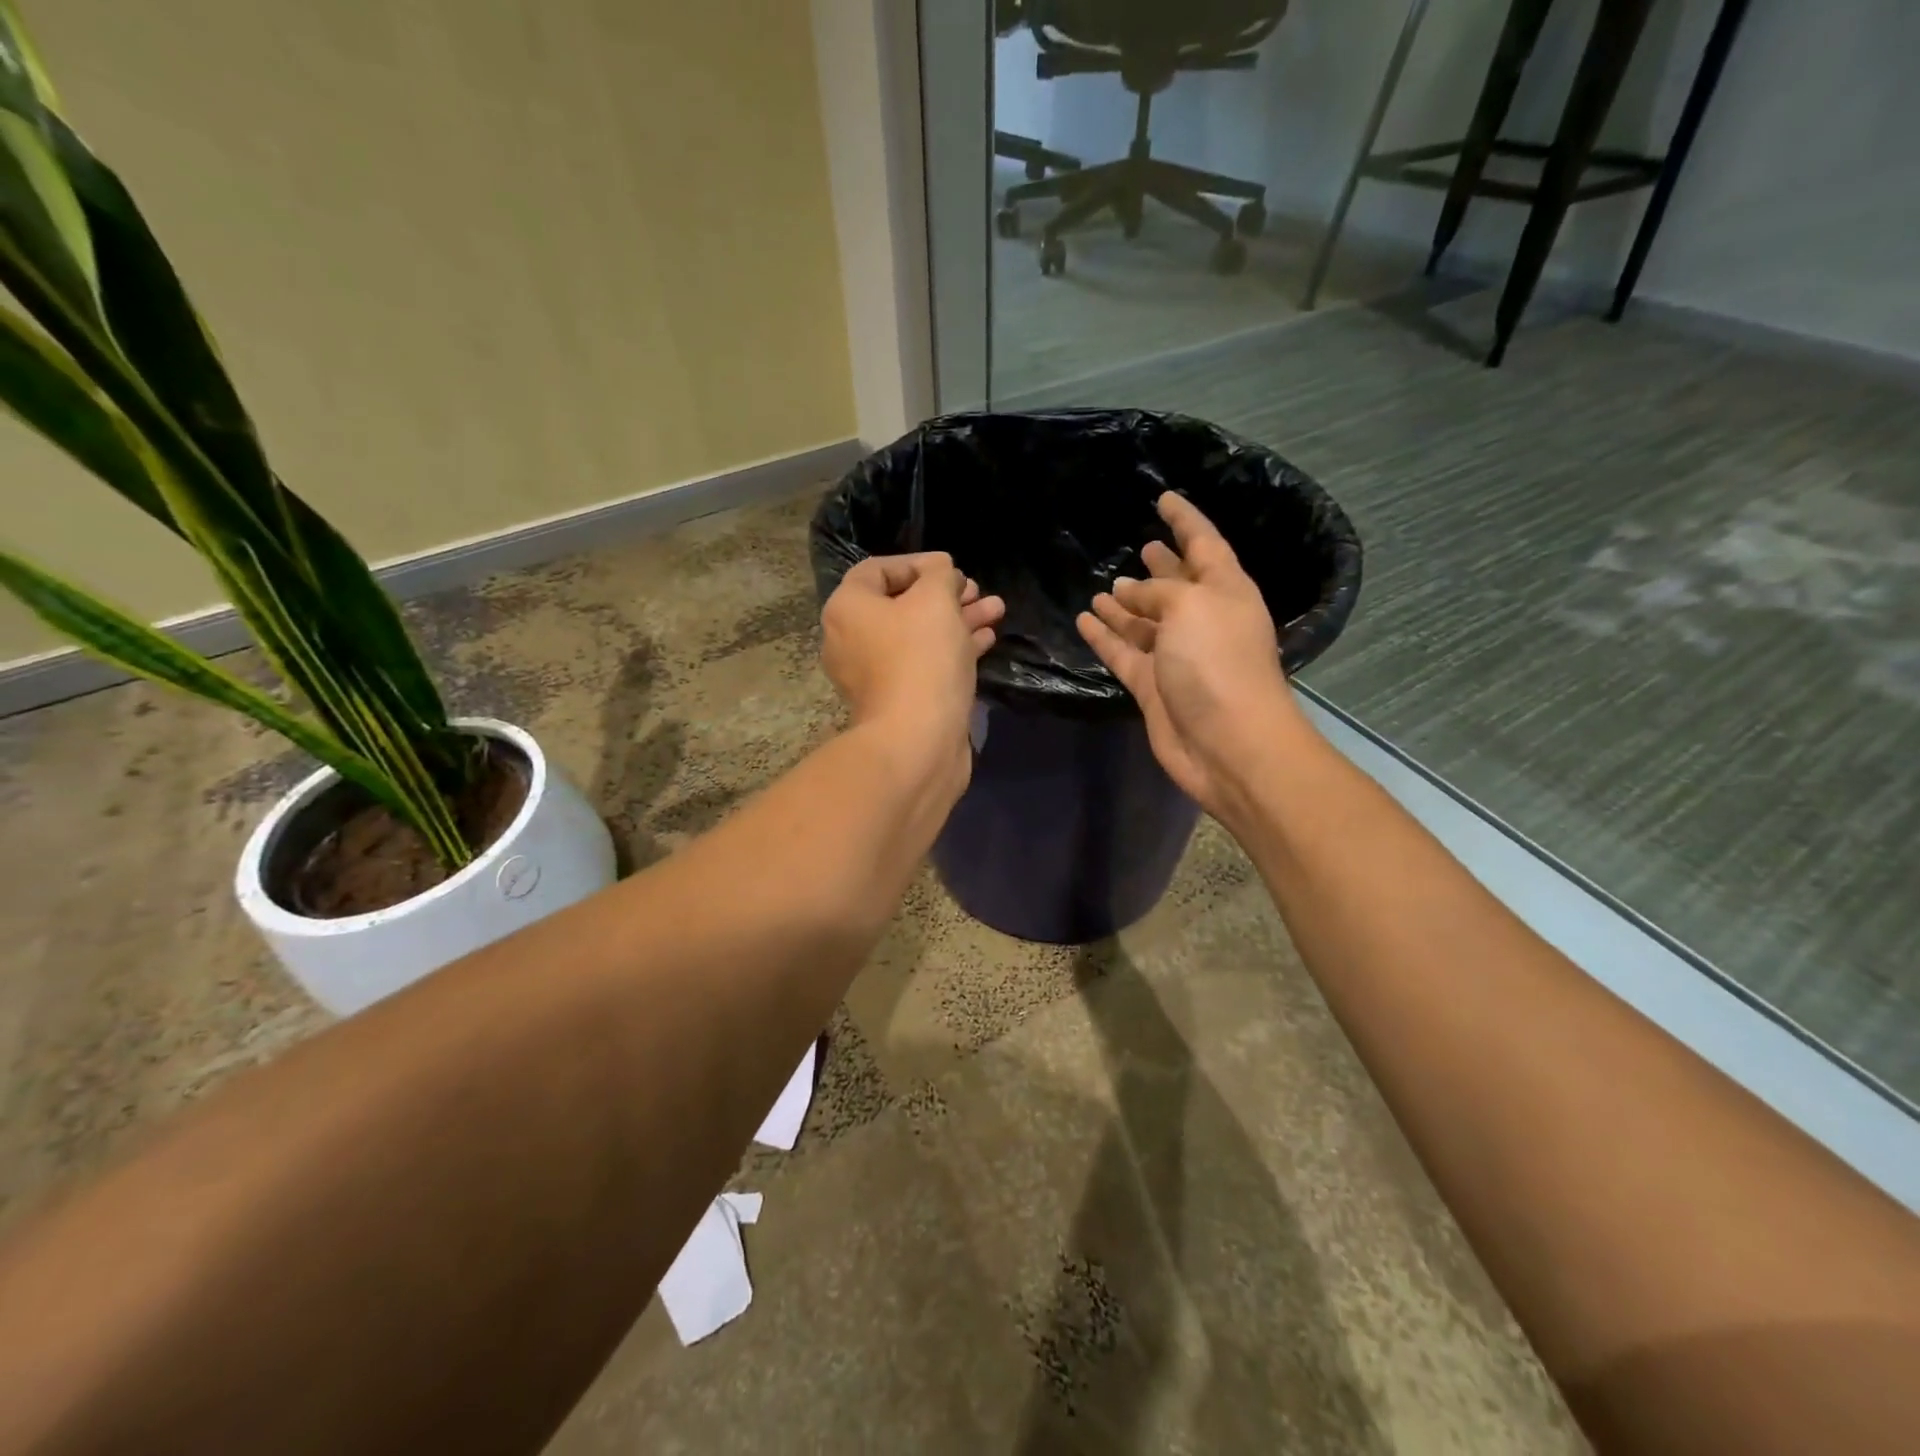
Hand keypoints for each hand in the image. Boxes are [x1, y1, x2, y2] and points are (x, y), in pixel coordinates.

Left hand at [821, 552, 1004, 776]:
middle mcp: (852, 639)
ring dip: (957, 619)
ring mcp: (874, 674)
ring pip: (918, 635)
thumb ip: (940, 574)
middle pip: (901, 604)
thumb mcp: (936, 599)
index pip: (878, 570)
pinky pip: (924, 663)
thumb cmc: (922, 658)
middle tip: (978, 591)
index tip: (953, 569)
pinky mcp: (898, 700)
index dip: (918, 563)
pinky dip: (952, 648)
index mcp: (848, 609)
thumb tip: (941, 570)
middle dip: (946, 594)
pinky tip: (987, 639)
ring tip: (996, 610)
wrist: (918, 741)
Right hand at [1076, 493, 1302, 818]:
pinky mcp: (1152, 686)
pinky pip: (1123, 652)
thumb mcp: (1191, 607)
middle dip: (1162, 566)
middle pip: (1178, 586)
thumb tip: (1128, 593)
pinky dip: (1105, 637)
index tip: (1164, 498)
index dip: (1186, 520)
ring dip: (1126, 604)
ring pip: (1146, 621)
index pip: (1204, 544)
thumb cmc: (1218, 663)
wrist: (1227, 743)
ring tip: (1102, 588)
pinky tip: (1085, 619)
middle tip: (1143, 546)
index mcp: (1225, 592)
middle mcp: (1202, 620)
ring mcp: (1176, 655)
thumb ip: (1157, 592)